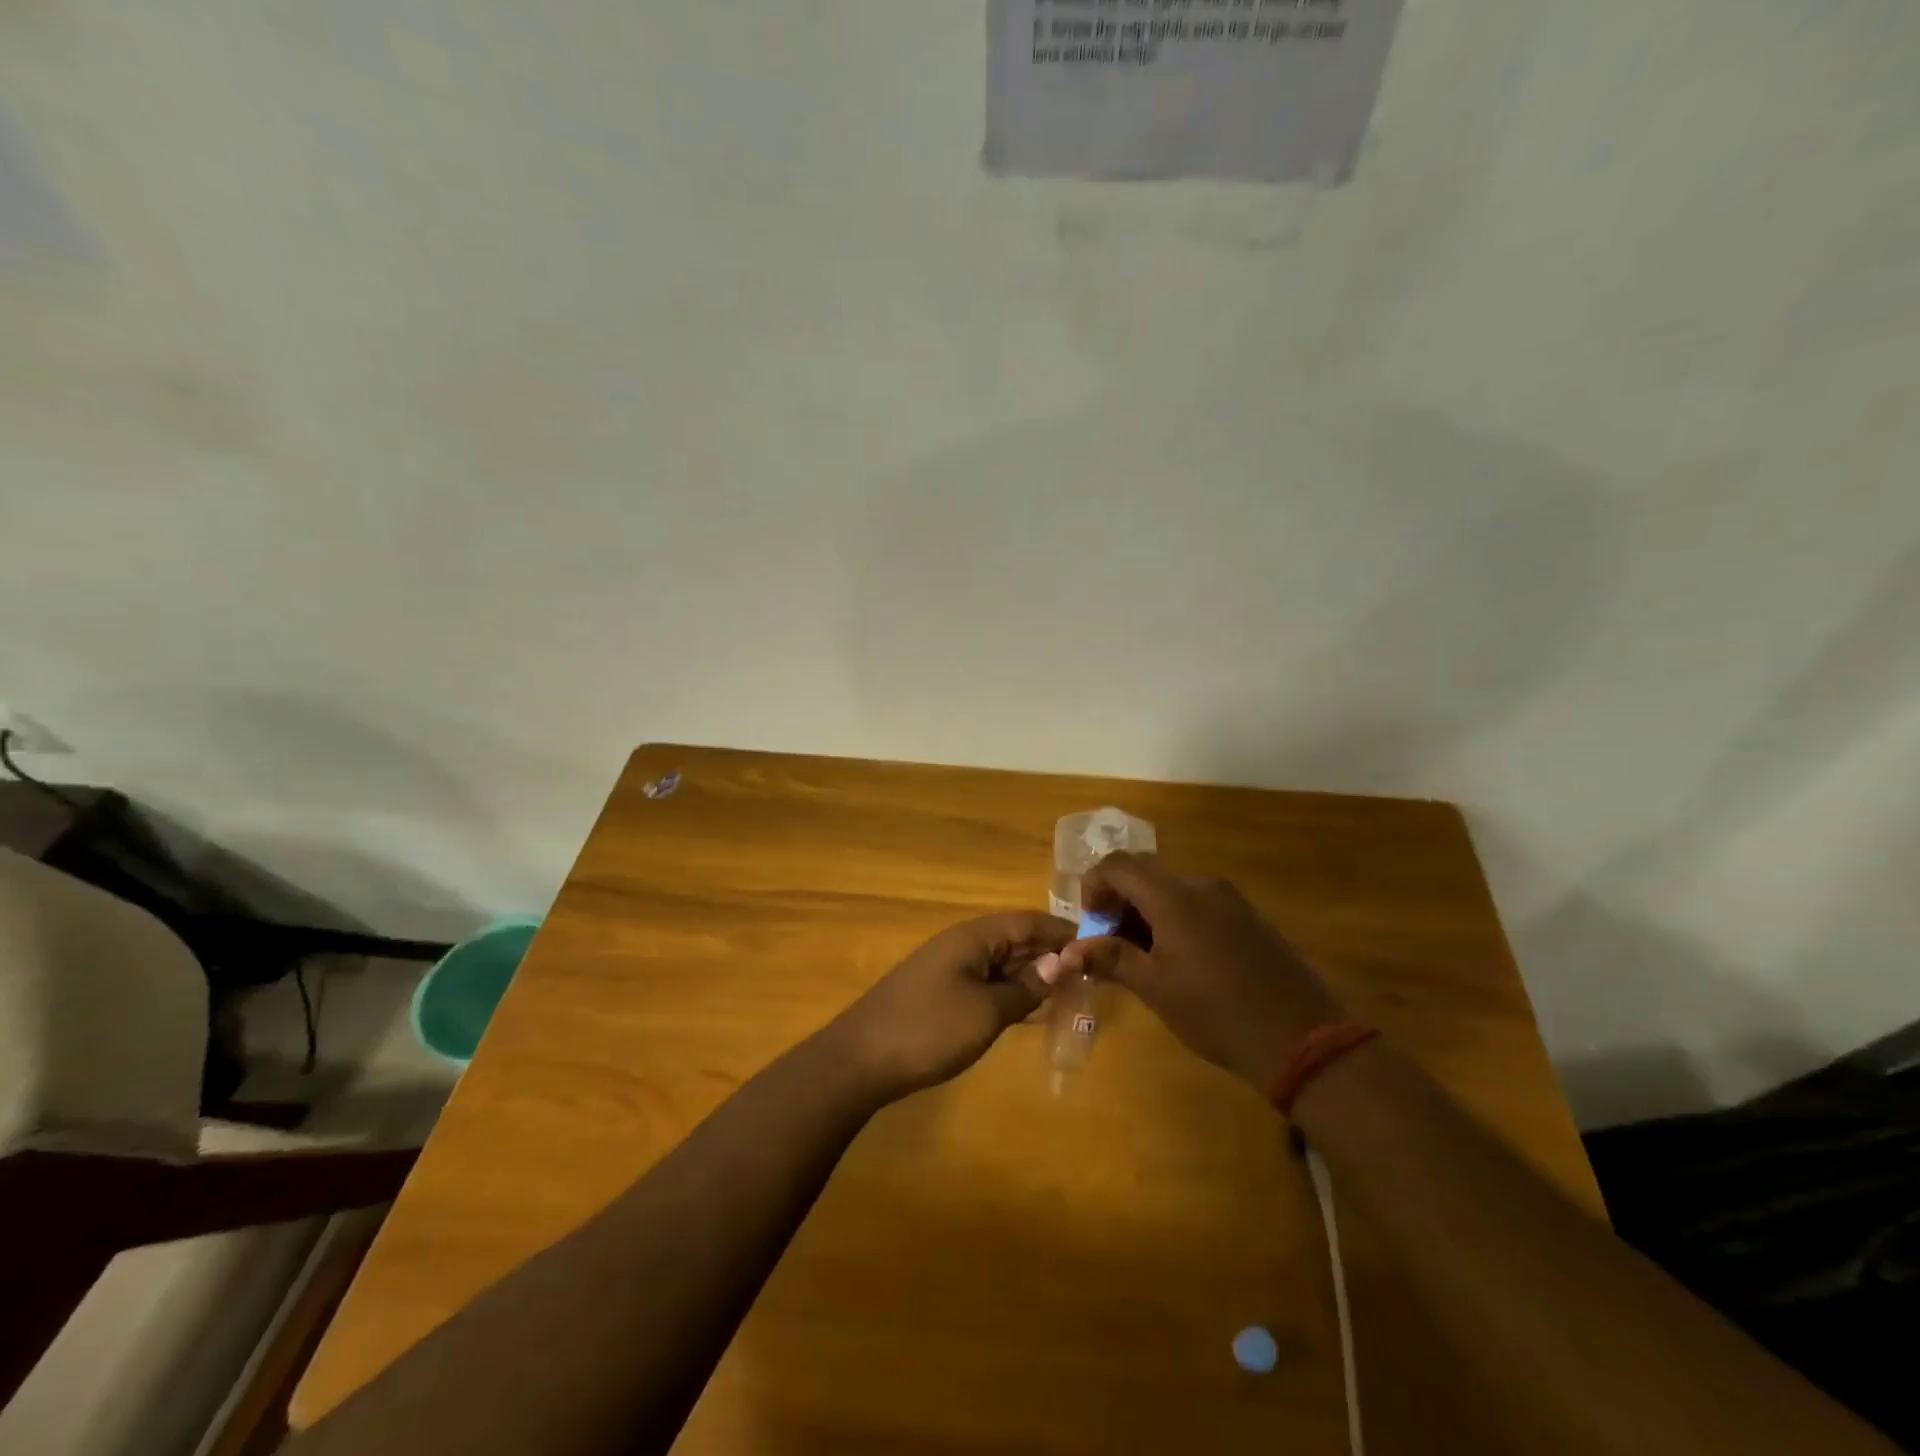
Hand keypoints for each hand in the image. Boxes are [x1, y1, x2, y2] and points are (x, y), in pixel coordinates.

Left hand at [830, 912, 1075, 1099]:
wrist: (860, 1061)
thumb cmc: (928, 1030)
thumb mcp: (986, 1012)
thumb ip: (1025, 987)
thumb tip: (1062, 962)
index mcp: (974, 937)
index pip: (1028, 922)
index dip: (1063, 932)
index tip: (1099, 946)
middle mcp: (963, 945)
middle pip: (1016, 940)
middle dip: (1052, 955)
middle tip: (1092, 976)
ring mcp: (951, 970)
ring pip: (1003, 964)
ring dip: (1034, 976)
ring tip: (1073, 994)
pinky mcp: (943, 995)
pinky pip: (987, 985)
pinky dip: (1012, 994)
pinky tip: (1033, 1012)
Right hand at [1060, 853, 1340, 1090]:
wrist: (1301, 1037)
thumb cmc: (1216, 1012)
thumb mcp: (1155, 988)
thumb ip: (1111, 959)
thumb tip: (1070, 951)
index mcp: (1173, 897)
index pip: (1118, 865)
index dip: (1094, 886)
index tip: (1092, 924)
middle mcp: (1200, 885)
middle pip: (1144, 872)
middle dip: (1118, 901)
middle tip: (1110, 943)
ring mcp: (1228, 898)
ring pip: (1171, 888)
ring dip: (1146, 910)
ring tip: (1142, 956)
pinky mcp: (1247, 916)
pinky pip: (1197, 902)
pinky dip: (1174, 917)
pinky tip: (1179, 958)